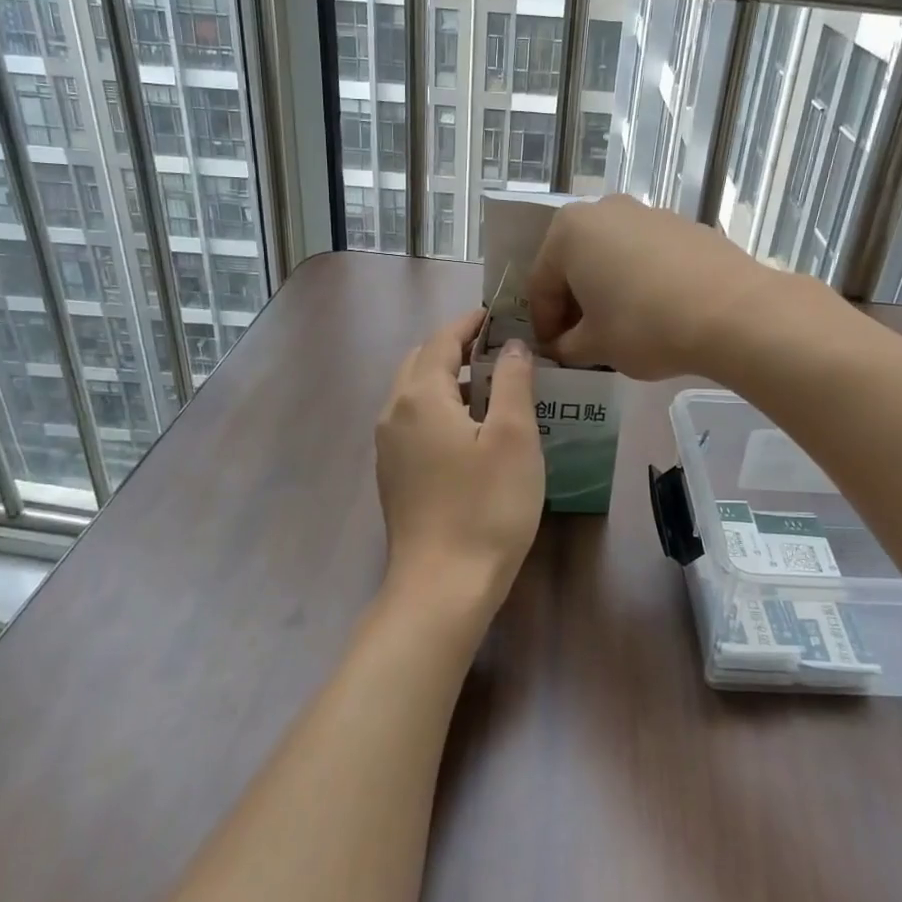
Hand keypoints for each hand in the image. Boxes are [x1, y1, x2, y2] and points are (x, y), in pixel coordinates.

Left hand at [376, 311, 544, 622]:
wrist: (442, 586)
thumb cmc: (486, 506)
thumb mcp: (513, 437)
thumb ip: (513, 381)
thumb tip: (512, 345)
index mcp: (420, 395)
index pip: (442, 340)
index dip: (470, 323)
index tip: (498, 315)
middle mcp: (393, 413)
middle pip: (421, 362)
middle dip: (456, 348)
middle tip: (499, 349)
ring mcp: (388, 447)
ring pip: (415, 394)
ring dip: (449, 379)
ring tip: (493, 387)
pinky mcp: (393, 475)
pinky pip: (414, 422)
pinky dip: (440, 409)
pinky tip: (471, 430)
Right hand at [525, 194, 777, 380]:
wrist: (732, 312)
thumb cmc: (645, 325)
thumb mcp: (595, 346)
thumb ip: (567, 346)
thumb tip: (563, 347)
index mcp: (569, 231)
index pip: (541, 284)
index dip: (544, 324)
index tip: (553, 353)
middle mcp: (604, 210)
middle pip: (575, 264)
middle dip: (575, 303)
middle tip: (582, 340)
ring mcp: (648, 213)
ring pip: (612, 256)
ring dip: (607, 289)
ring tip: (620, 327)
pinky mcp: (684, 225)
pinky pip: (646, 255)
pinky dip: (640, 280)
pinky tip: (656, 311)